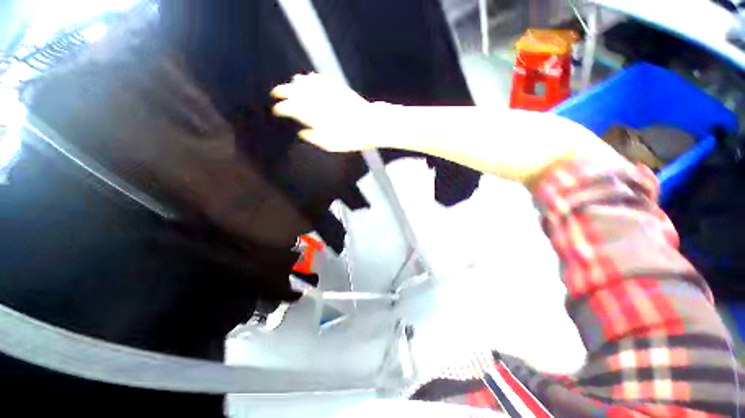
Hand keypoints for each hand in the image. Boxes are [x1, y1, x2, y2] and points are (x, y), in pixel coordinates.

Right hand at [271, 73, 377, 151]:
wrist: (369, 125)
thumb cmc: (349, 138)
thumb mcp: (329, 144)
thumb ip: (313, 137)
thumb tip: (302, 132)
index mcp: (311, 114)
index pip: (289, 107)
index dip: (281, 108)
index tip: (276, 110)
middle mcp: (316, 99)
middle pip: (293, 91)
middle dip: (282, 91)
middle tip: (276, 93)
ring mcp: (326, 91)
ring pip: (305, 82)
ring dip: (295, 83)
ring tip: (291, 85)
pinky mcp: (337, 87)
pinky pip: (320, 79)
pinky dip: (311, 78)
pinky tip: (309, 79)